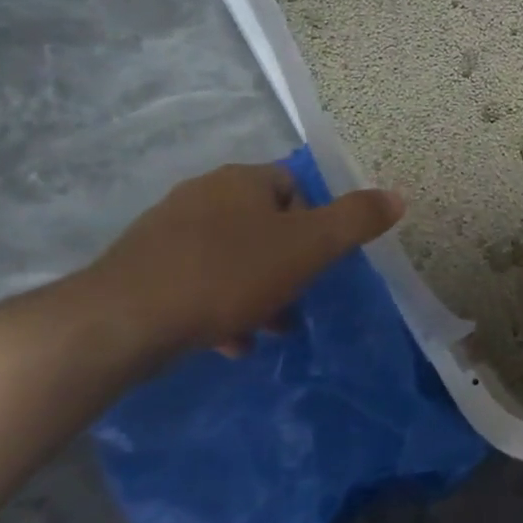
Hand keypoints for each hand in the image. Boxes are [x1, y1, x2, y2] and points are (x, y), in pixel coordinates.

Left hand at [69, 163, 402, 367]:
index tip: (318, 261)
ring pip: (230, 256)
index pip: (293, 186)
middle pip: (262, 225)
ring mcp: (169, 230)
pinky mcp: (144, 267)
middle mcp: (203, 194)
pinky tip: (228, 342)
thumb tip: (397, 196)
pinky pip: (197, 280)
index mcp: (241, 181)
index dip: (314, 222)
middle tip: (297, 302)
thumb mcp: (307, 248)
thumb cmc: (227, 274)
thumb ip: (355, 221)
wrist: (125, 318)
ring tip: (266, 331)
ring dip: (255, 291)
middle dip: (286, 265)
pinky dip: (219, 306)